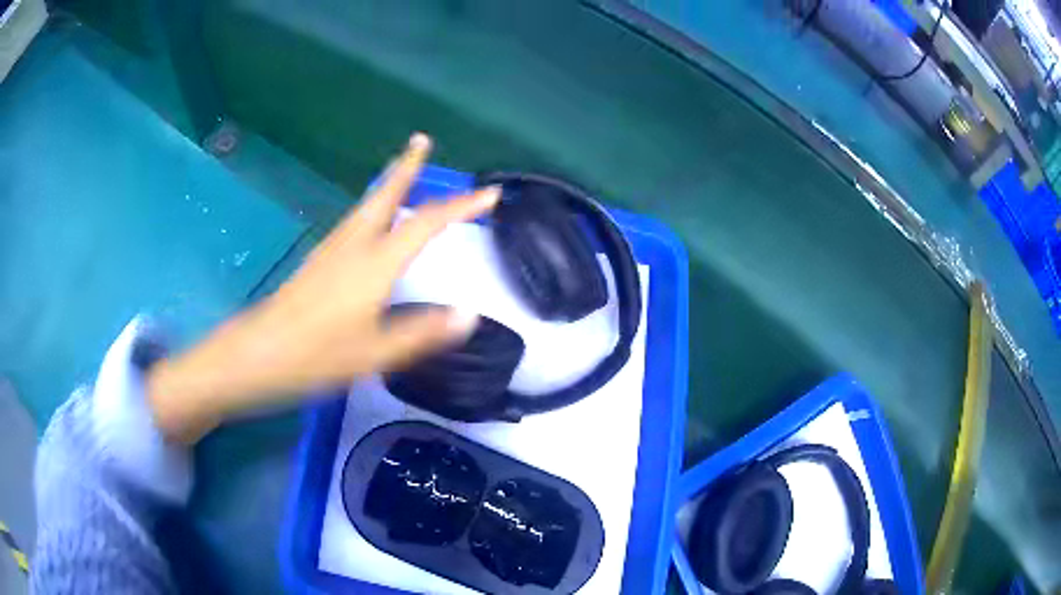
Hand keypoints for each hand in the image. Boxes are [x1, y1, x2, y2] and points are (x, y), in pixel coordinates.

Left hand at [147, 134, 498, 443]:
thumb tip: (467, 316)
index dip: (460, 206)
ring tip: (404, 169)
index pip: (425, 224)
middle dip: (407, 166)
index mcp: (374, 263)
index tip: (489, 194)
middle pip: (385, 195)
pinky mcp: (318, 261)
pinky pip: (354, 220)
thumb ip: (422, 333)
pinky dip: (372, 206)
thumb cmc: (316, 355)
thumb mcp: (375, 353)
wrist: (258, 353)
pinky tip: (371, 218)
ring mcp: (331, 250)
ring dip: (389, 182)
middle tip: (421, 140)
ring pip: (366, 204)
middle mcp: (353, 245)